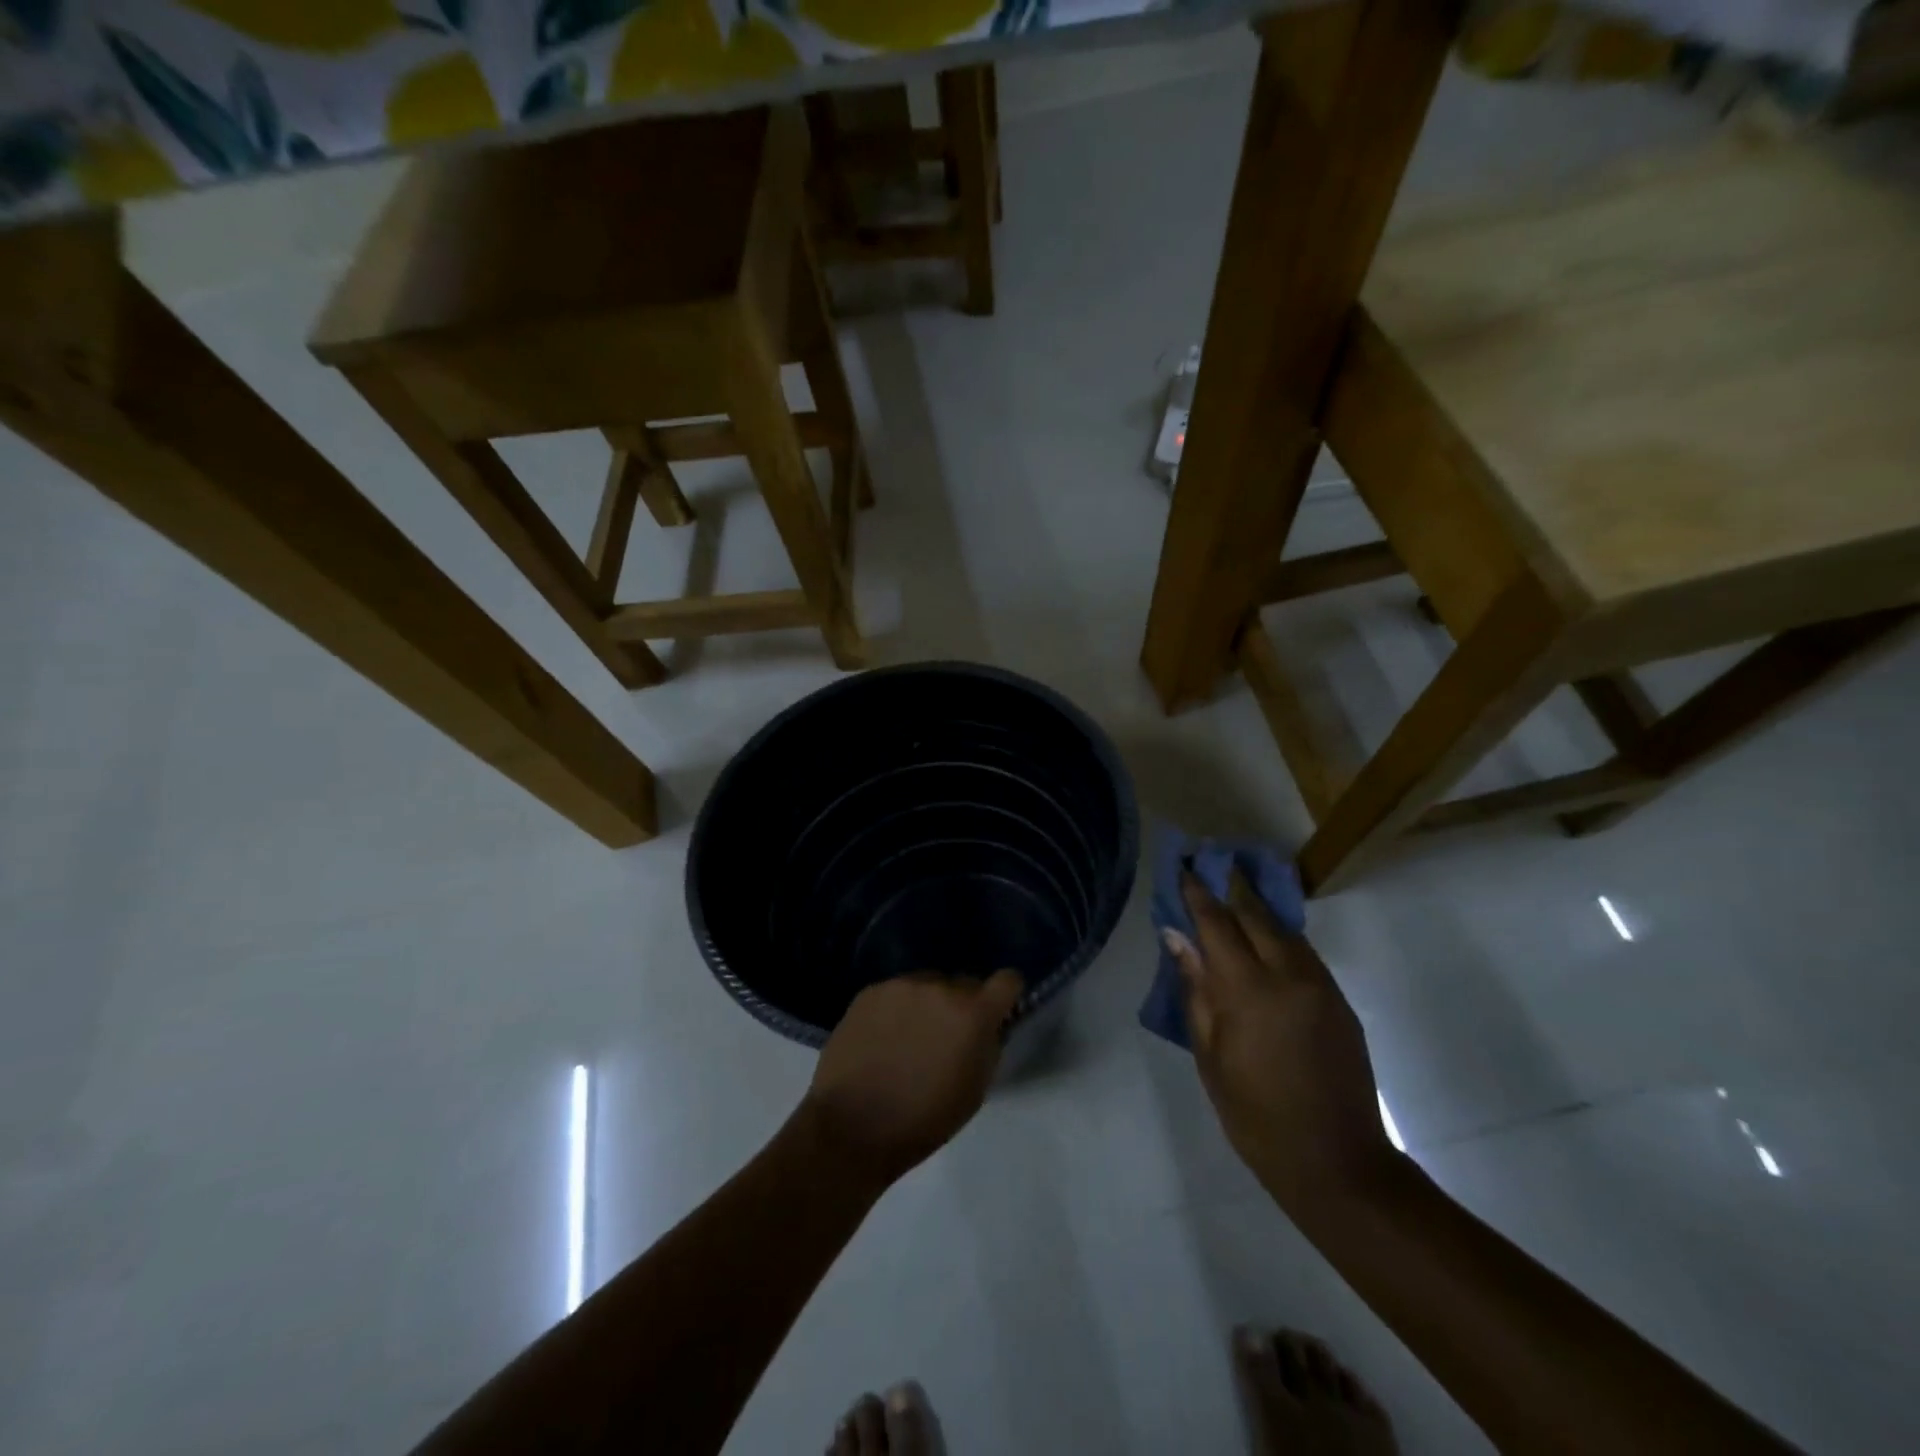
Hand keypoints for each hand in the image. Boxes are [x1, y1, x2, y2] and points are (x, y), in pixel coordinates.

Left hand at [802, 970, 1023, 1185]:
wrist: (851, 1127)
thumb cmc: (923, 1120)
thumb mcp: (974, 1091)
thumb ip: (987, 1046)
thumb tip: (988, 1027)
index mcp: (972, 1014)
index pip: (1007, 980)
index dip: (1006, 996)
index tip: (997, 1013)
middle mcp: (939, 987)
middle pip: (963, 983)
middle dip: (962, 1005)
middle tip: (946, 1037)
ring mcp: (901, 986)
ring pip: (928, 985)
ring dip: (928, 1005)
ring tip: (909, 1039)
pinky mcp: (870, 991)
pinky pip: (897, 992)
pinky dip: (897, 1009)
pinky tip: (883, 1039)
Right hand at [1163, 870, 1400, 1213]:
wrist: (1336, 1162)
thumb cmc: (1255, 1115)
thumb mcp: (1210, 1055)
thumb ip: (1196, 989)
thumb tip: (1177, 938)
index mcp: (1250, 990)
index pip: (1217, 923)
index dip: (1198, 893)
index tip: (1185, 867)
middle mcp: (1289, 975)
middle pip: (1256, 915)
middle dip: (1232, 888)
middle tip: (1211, 868)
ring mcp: (1321, 986)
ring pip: (1284, 930)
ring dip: (1258, 910)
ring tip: (1236, 895)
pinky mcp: (1339, 1001)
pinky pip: (1303, 953)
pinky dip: (1279, 937)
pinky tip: (1265, 941)